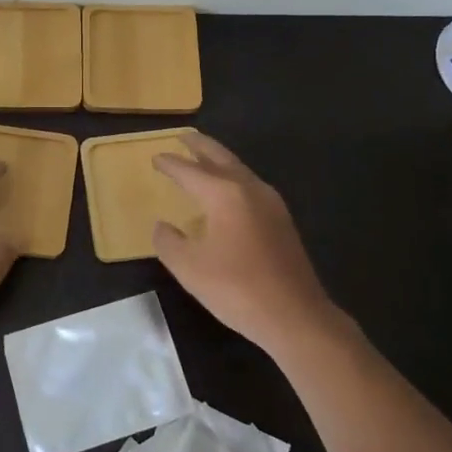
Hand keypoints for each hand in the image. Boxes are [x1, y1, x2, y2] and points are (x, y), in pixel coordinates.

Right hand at [152, 133, 349, 361]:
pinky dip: (233, 179)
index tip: (155, 157)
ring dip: (219, 160)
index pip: (190, 171)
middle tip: (184, 136)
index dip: (170, 164)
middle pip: (221, 158)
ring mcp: (271, 203)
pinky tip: (228, 193)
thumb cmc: (237, 289)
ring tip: (203, 158)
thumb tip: (163, 226)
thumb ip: (169, 242)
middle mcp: (250, 189)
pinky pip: (251, 186)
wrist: (295, 316)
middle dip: (201, 146)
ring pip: (240, 170)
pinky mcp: (282, 221)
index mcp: (224, 194)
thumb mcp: (189, 268)